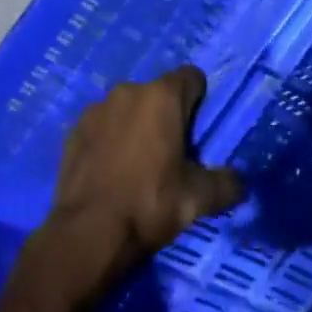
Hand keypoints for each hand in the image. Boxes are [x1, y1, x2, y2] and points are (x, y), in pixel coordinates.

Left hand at [32, 67, 243, 302]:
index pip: (192, 77)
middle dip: (166, 116)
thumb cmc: (149, 204)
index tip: (199, 133)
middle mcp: (126, 92)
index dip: (200, 101)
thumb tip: (238, 182)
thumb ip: (226, 183)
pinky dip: (109, 141)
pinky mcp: (72, 132)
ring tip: (138, 165)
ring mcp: (94, 110)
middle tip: (172, 154)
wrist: (88, 233)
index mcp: (161, 97)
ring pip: (126, 110)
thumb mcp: (199, 198)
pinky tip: (111, 172)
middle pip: (157, 94)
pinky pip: (101, 128)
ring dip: (135, 127)